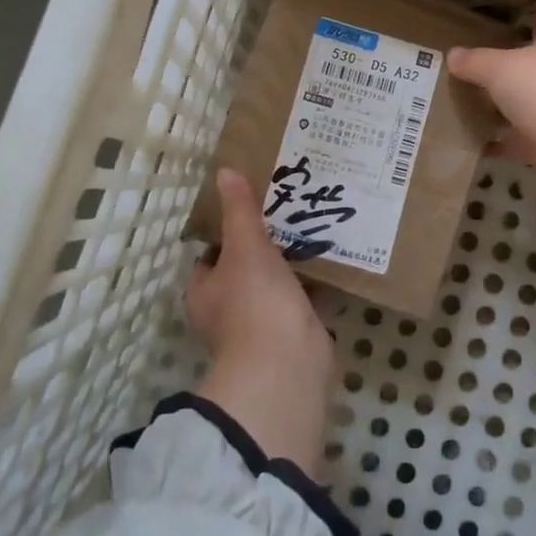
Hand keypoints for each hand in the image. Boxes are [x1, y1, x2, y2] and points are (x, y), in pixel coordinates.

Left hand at [190, 169, 335, 473]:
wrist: (287, 364)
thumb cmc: (255, 301)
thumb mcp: (246, 246)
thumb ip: (239, 210)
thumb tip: (224, 171)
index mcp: (203, 292)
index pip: (209, 257)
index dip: (226, 236)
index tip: (251, 212)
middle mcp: (224, 312)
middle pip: (242, 272)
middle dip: (263, 251)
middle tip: (287, 219)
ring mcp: (258, 328)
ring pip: (272, 289)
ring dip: (289, 269)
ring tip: (311, 234)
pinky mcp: (289, 337)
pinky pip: (299, 305)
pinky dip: (312, 290)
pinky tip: (332, 268)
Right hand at [447, 5, 535, 191]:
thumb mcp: (500, 67)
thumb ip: (475, 61)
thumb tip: (453, 55)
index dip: (523, 8)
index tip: (496, 7)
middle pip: (527, 61)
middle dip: (499, 62)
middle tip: (461, 58)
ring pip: (520, 101)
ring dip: (496, 104)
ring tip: (456, 99)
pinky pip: (515, 139)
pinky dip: (496, 141)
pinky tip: (468, 140)